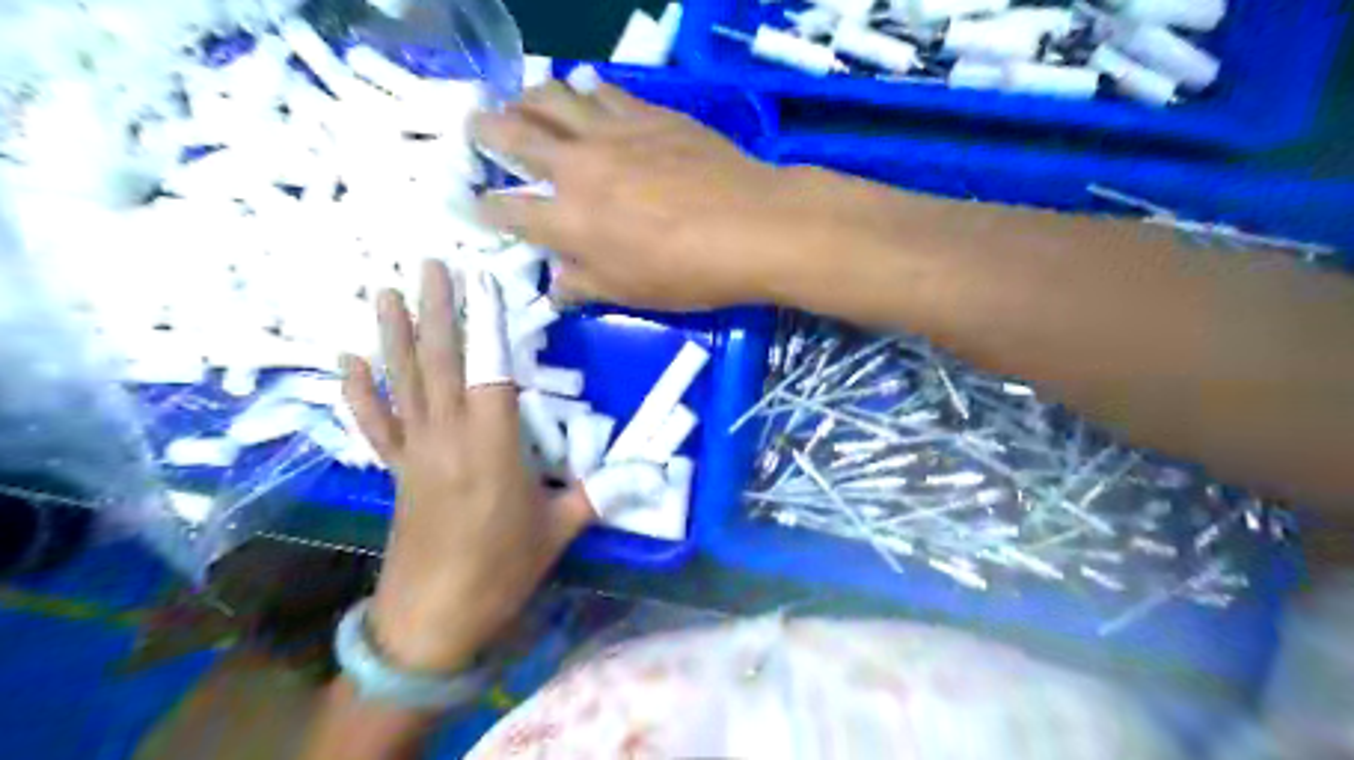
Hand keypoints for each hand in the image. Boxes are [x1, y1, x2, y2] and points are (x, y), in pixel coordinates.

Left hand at [342, 261, 589, 670]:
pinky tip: (347, 361)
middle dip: (435, 310)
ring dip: (394, 335)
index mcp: (492, 448)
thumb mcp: (559, 531)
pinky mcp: (395, 471)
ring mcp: (415, 452)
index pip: (490, 371)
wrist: (432, 620)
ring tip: (384, 291)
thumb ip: (598, 493)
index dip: (487, 324)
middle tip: (429, 264)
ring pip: (403, 383)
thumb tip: (650, 473)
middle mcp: (448, 438)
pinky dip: (360, 392)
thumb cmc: (500, 572)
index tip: (482, 282)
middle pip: (440, 363)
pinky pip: (374, 423)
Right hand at [470, 78, 877, 308]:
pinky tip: (583, 91)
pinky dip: (584, 90)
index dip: (486, 208)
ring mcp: (613, 133)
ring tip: (521, 99)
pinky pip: (604, 91)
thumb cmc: (688, 273)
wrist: (752, 227)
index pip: (509, 210)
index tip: (474, 204)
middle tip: (474, 123)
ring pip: (553, 98)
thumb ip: (585, 285)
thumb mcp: (630, 293)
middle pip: (515, 136)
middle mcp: (577, 168)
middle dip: (486, 129)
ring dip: (528, 97)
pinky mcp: (648, 114)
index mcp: (568, 221)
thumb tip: (557, 285)